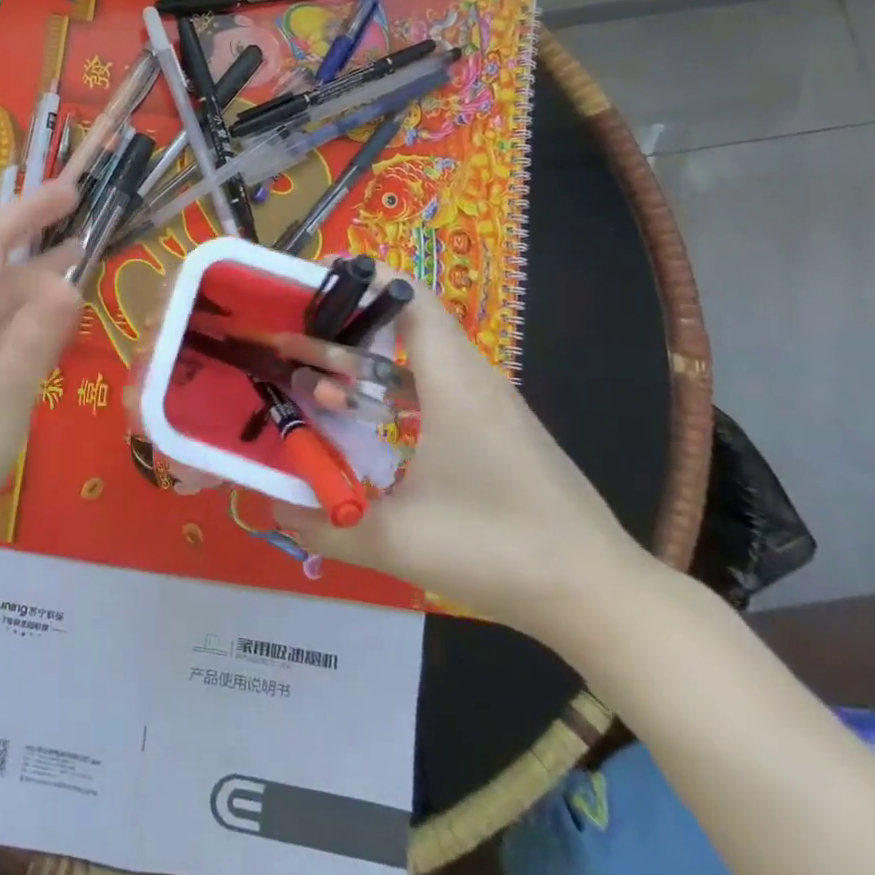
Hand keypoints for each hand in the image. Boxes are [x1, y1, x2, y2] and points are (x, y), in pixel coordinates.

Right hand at [273, 273, 648, 644]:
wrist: (600, 597)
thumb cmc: (498, 550)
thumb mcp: (397, 542)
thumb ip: (325, 525)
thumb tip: (274, 507)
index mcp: (453, 384)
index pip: (411, 298)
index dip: (362, 277)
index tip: (310, 279)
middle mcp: (473, 382)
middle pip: (405, 327)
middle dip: (343, 328)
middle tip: (289, 339)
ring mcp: (490, 409)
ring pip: (418, 363)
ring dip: (365, 366)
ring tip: (313, 383)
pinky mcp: (498, 435)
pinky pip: (435, 391)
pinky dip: (393, 394)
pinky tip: (365, 425)